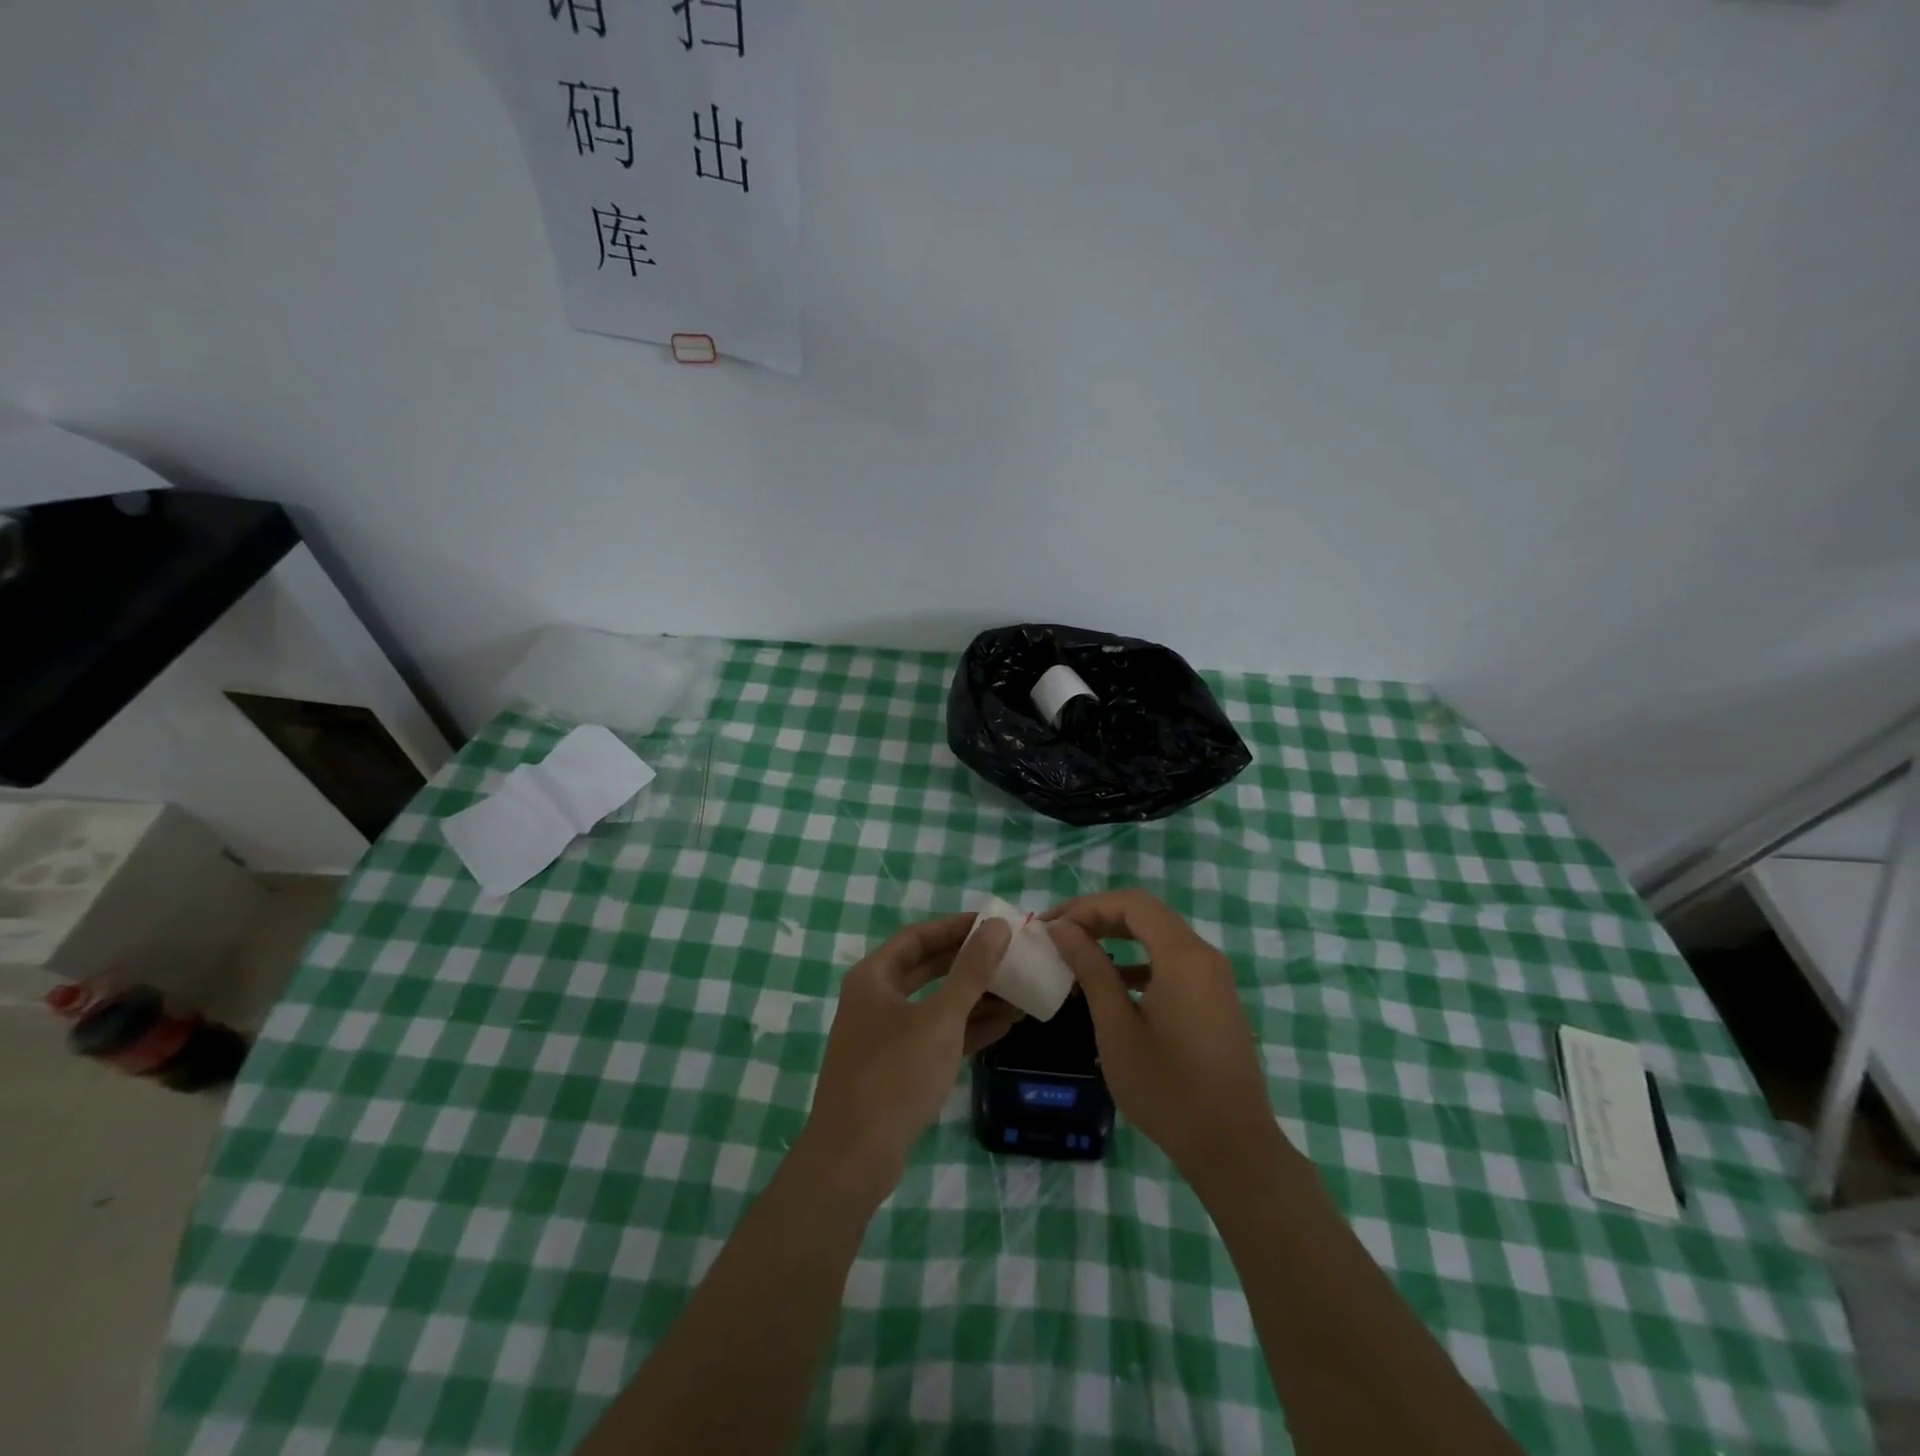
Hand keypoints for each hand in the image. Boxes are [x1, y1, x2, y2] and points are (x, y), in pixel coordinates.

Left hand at [803, 913, 1016, 1187]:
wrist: (855, 1156)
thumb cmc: (896, 1074)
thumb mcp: (940, 1018)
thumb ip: (971, 971)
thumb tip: (997, 927)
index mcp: (874, 977)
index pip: (919, 936)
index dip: (956, 927)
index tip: (994, 923)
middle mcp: (875, 998)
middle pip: (928, 968)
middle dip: (969, 963)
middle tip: (1010, 955)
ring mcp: (885, 1034)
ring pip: (935, 1004)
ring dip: (974, 998)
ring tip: (1018, 991)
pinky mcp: (897, 1067)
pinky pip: (935, 1035)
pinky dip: (966, 1028)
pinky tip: (1004, 1025)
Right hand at [1044, 890, 1282, 1181]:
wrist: (1233, 1148)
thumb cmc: (1167, 1088)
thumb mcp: (1117, 1028)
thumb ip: (1091, 969)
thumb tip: (1063, 928)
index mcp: (1182, 956)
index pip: (1131, 904)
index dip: (1086, 906)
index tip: (1051, 925)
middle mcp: (1203, 956)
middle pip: (1146, 915)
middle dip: (1098, 917)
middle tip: (1058, 934)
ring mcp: (1214, 978)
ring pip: (1159, 937)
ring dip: (1117, 937)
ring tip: (1077, 952)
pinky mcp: (1215, 999)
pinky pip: (1173, 962)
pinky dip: (1139, 961)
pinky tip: (1113, 983)